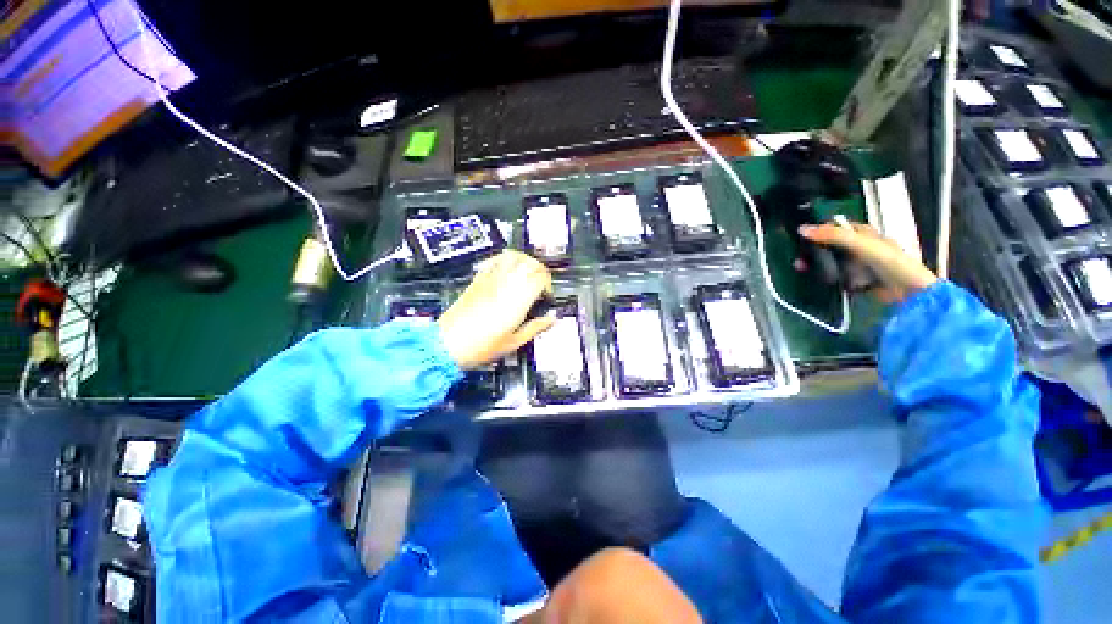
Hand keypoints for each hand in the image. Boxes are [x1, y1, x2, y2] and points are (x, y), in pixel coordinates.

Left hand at [437, 250, 554, 369]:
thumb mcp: (514, 342)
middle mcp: (506, 284)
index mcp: (518, 299)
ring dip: (525, 260)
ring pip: (513, 256)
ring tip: (527, 273)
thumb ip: (536, 328)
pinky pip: (495, 260)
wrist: (448, 343)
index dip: (548, 284)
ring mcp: (491, 279)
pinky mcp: (478, 280)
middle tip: (540, 284)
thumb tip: (551, 320)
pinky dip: (505, 260)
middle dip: (540, 270)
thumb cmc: (481, 346)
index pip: (541, 277)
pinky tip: (508, 270)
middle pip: (530, 262)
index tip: (546, 297)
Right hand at [799, 222, 937, 303]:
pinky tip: (818, 280)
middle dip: (815, 251)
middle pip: (833, 246)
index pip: (838, 228)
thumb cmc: (889, 262)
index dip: (821, 230)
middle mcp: (862, 248)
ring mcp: (861, 266)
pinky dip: (828, 278)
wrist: (909, 293)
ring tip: (802, 269)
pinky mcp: (859, 281)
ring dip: (818, 265)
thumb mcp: (860, 244)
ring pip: (833, 262)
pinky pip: (838, 277)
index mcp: (865, 234)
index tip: (802, 238)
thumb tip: (801, 229)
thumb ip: (833, 235)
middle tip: (799, 258)